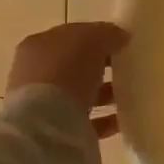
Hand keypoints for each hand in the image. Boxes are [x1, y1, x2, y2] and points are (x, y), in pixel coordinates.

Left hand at [6, 22, 128, 136]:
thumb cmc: (66, 72)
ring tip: (128, 95)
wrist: (46, 126)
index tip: (121, 44)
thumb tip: (121, 36)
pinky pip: (84, 120)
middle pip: (74, 65)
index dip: (97, 37)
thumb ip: (108, 33)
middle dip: (100, 67)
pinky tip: (122, 119)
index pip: (72, 36)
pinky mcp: (54, 130)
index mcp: (39, 45)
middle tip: (126, 69)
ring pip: (78, 93)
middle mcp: (35, 72)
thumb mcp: (92, 40)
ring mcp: (41, 103)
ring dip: (103, 93)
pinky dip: (103, 119)